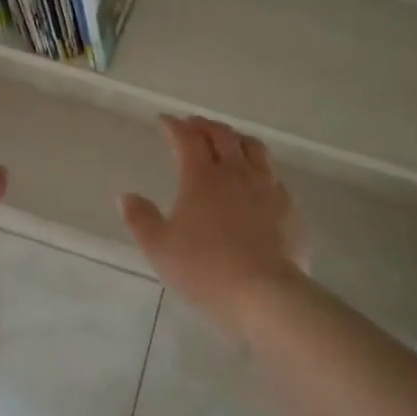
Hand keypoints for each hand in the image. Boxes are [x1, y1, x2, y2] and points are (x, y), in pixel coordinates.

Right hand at [120, 116, 309, 332]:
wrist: (266, 294)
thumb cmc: (205, 269)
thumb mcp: (159, 248)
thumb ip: (140, 219)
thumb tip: (126, 196)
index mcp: (201, 177)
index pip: (187, 139)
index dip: (174, 126)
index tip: (164, 121)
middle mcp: (236, 173)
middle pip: (223, 136)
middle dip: (205, 126)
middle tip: (193, 125)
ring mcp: (268, 188)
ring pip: (254, 149)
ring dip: (236, 139)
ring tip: (228, 142)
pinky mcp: (290, 208)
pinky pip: (274, 176)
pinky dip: (259, 168)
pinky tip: (257, 182)